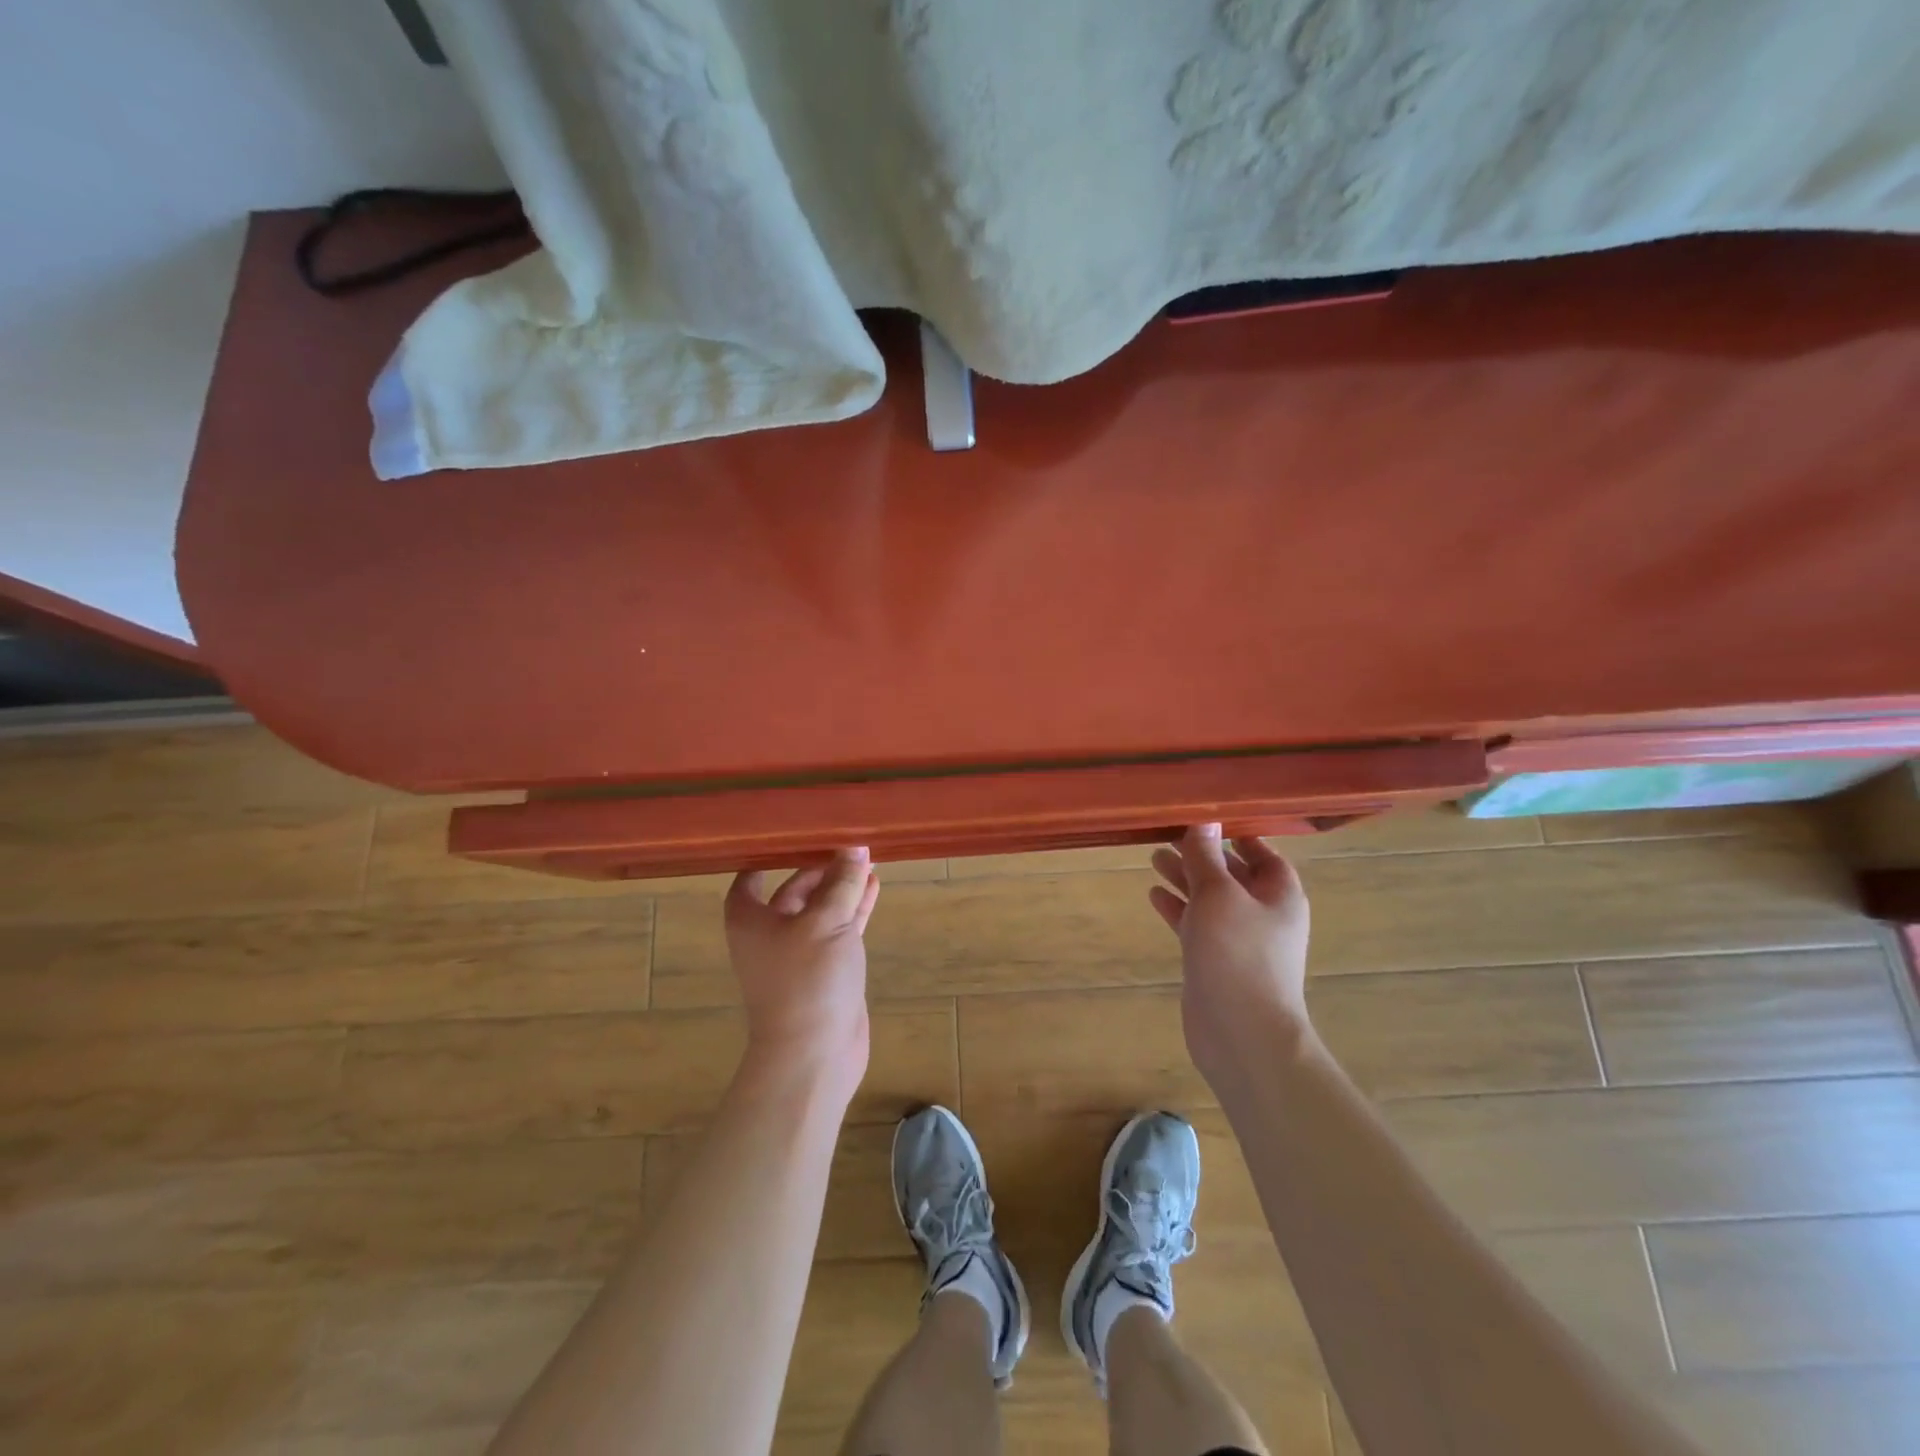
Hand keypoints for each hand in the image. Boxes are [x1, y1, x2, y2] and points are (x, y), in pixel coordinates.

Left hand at [724, 848, 880, 1089]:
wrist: (815, 1053)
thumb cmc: (807, 980)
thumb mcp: (826, 922)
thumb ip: (842, 883)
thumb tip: (855, 847)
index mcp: (751, 920)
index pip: (749, 878)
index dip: (767, 856)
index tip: (793, 833)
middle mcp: (770, 933)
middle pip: (792, 890)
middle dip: (819, 867)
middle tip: (846, 841)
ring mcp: (800, 952)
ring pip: (821, 908)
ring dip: (842, 886)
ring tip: (868, 858)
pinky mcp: (826, 968)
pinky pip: (839, 928)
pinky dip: (854, 909)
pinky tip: (874, 886)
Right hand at [1150, 824, 1311, 1073]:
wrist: (1242, 1035)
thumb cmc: (1238, 955)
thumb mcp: (1218, 895)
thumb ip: (1206, 857)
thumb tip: (1204, 820)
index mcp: (1279, 894)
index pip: (1262, 852)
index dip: (1237, 831)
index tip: (1205, 814)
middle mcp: (1263, 913)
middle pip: (1232, 873)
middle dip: (1202, 854)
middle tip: (1168, 832)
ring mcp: (1238, 940)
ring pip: (1210, 899)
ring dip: (1185, 878)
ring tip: (1154, 856)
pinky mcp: (1215, 961)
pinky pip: (1196, 925)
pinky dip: (1178, 909)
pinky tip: (1154, 894)